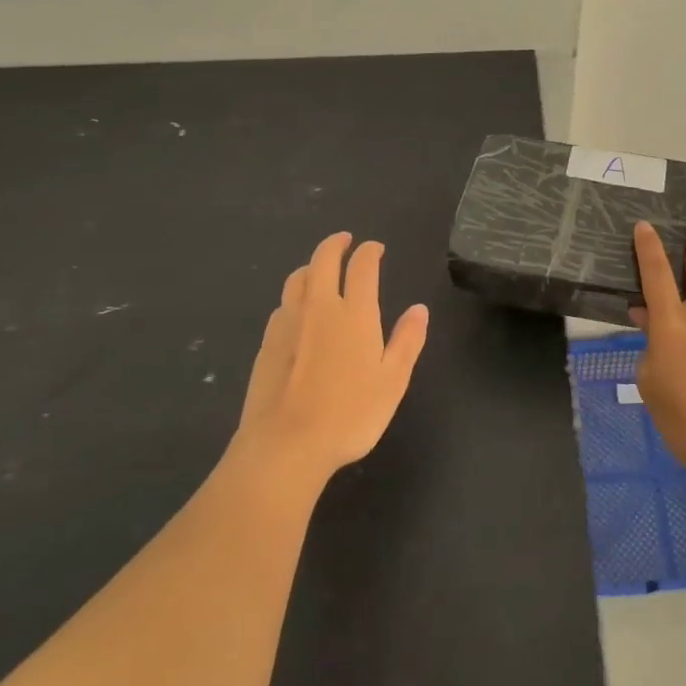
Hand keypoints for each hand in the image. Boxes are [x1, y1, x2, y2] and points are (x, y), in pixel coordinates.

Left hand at [236, 232, 428, 482]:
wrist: (286, 445)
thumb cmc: (350, 414)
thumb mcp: (393, 381)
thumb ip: (407, 341)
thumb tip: (419, 309)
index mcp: (354, 313)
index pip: (362, 266)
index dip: (369, 251)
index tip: (375, 248)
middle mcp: (319, 307)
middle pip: (323, 259)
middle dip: (335, 244)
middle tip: (345, 240)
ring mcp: (288, 323)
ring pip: (297, 279)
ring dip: (311, 267)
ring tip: (319, 270)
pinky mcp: (266, 343)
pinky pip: (282, 306)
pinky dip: (294, 297)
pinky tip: (297, 312)